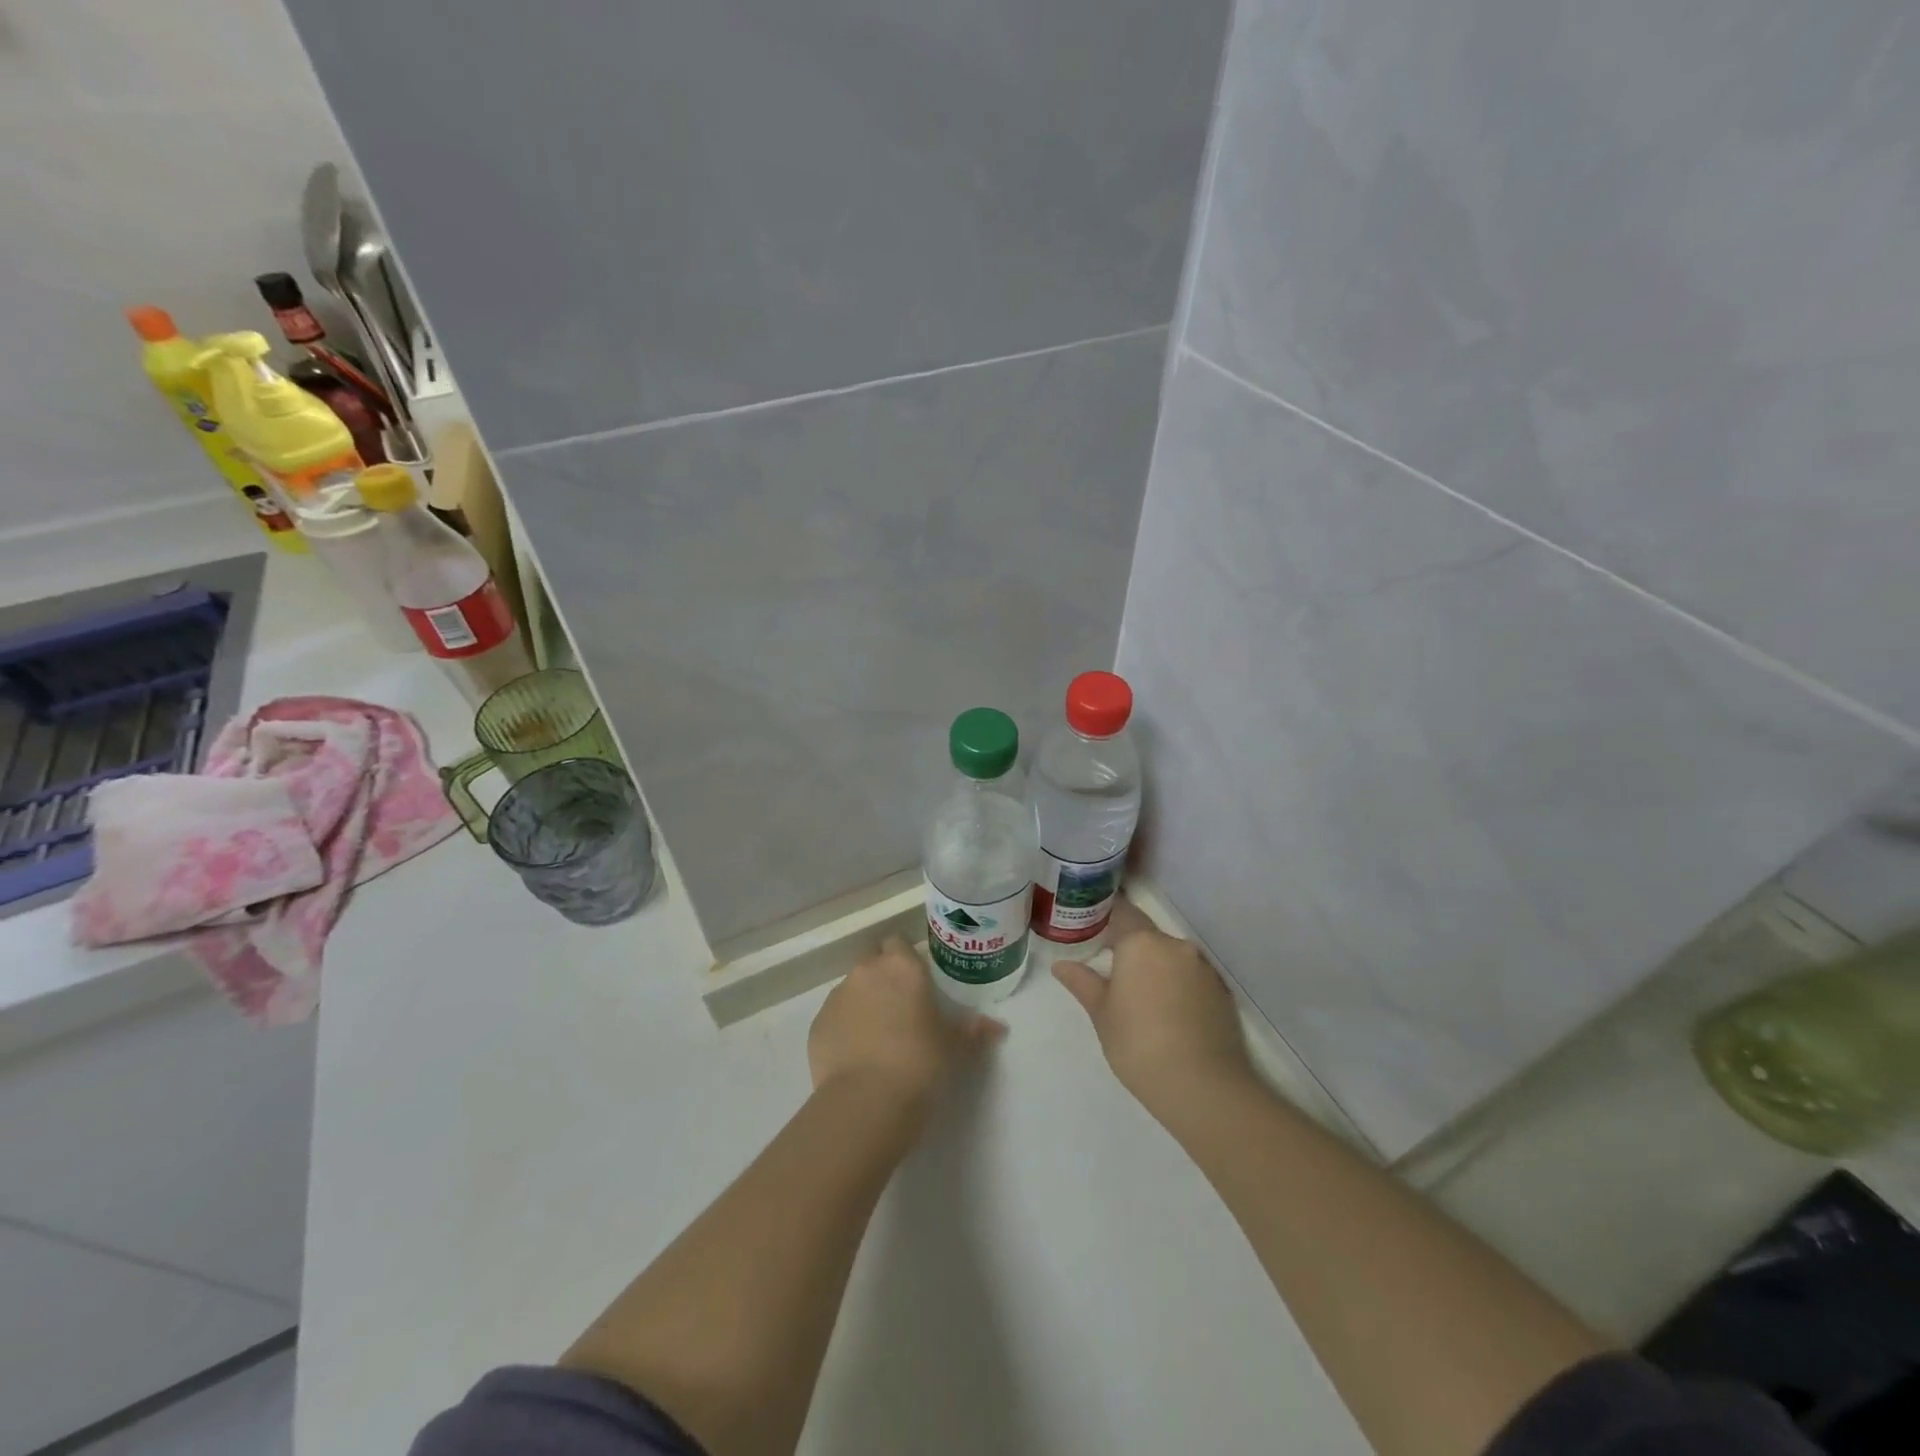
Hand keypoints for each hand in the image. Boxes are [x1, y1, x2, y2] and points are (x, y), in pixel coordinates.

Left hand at [809, 935, 1005, 1113]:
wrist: (867, 1101)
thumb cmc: (921, 1063)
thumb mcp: (956, 1048)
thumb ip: (974, 1031)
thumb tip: (998, 1027)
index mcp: (902, 967)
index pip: (898, 943)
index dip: (904, 959)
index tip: (914, 982)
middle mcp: (866, 972)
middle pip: (872, 963)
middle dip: (882, 979)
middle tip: (899, 1009)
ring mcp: (837, 996)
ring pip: (851, 990)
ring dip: (862, 1004)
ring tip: (877, 1039)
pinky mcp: (817, 1024)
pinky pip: (834, 1018)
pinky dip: (843, 1029)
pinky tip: (856, 1057)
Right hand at [1053, 900, 1251, 1113]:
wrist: (1202, 1085)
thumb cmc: (1138, 1043)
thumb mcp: (1101, 1014)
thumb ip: (1083, 982)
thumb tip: (1061, 965)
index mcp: (1141, 943)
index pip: (1123, 913)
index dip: (1109, 920)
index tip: (1095, 935)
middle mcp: (1175, 946)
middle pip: (1149, 938)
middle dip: (1133, 952)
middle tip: (1115, 978)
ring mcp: (1203, 968)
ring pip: (1173, 959)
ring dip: (1158, 971)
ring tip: (1144, 1002)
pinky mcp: (1222, 993)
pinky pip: (1193, 980)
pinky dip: (1180, 989)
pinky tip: (1171, 1017)